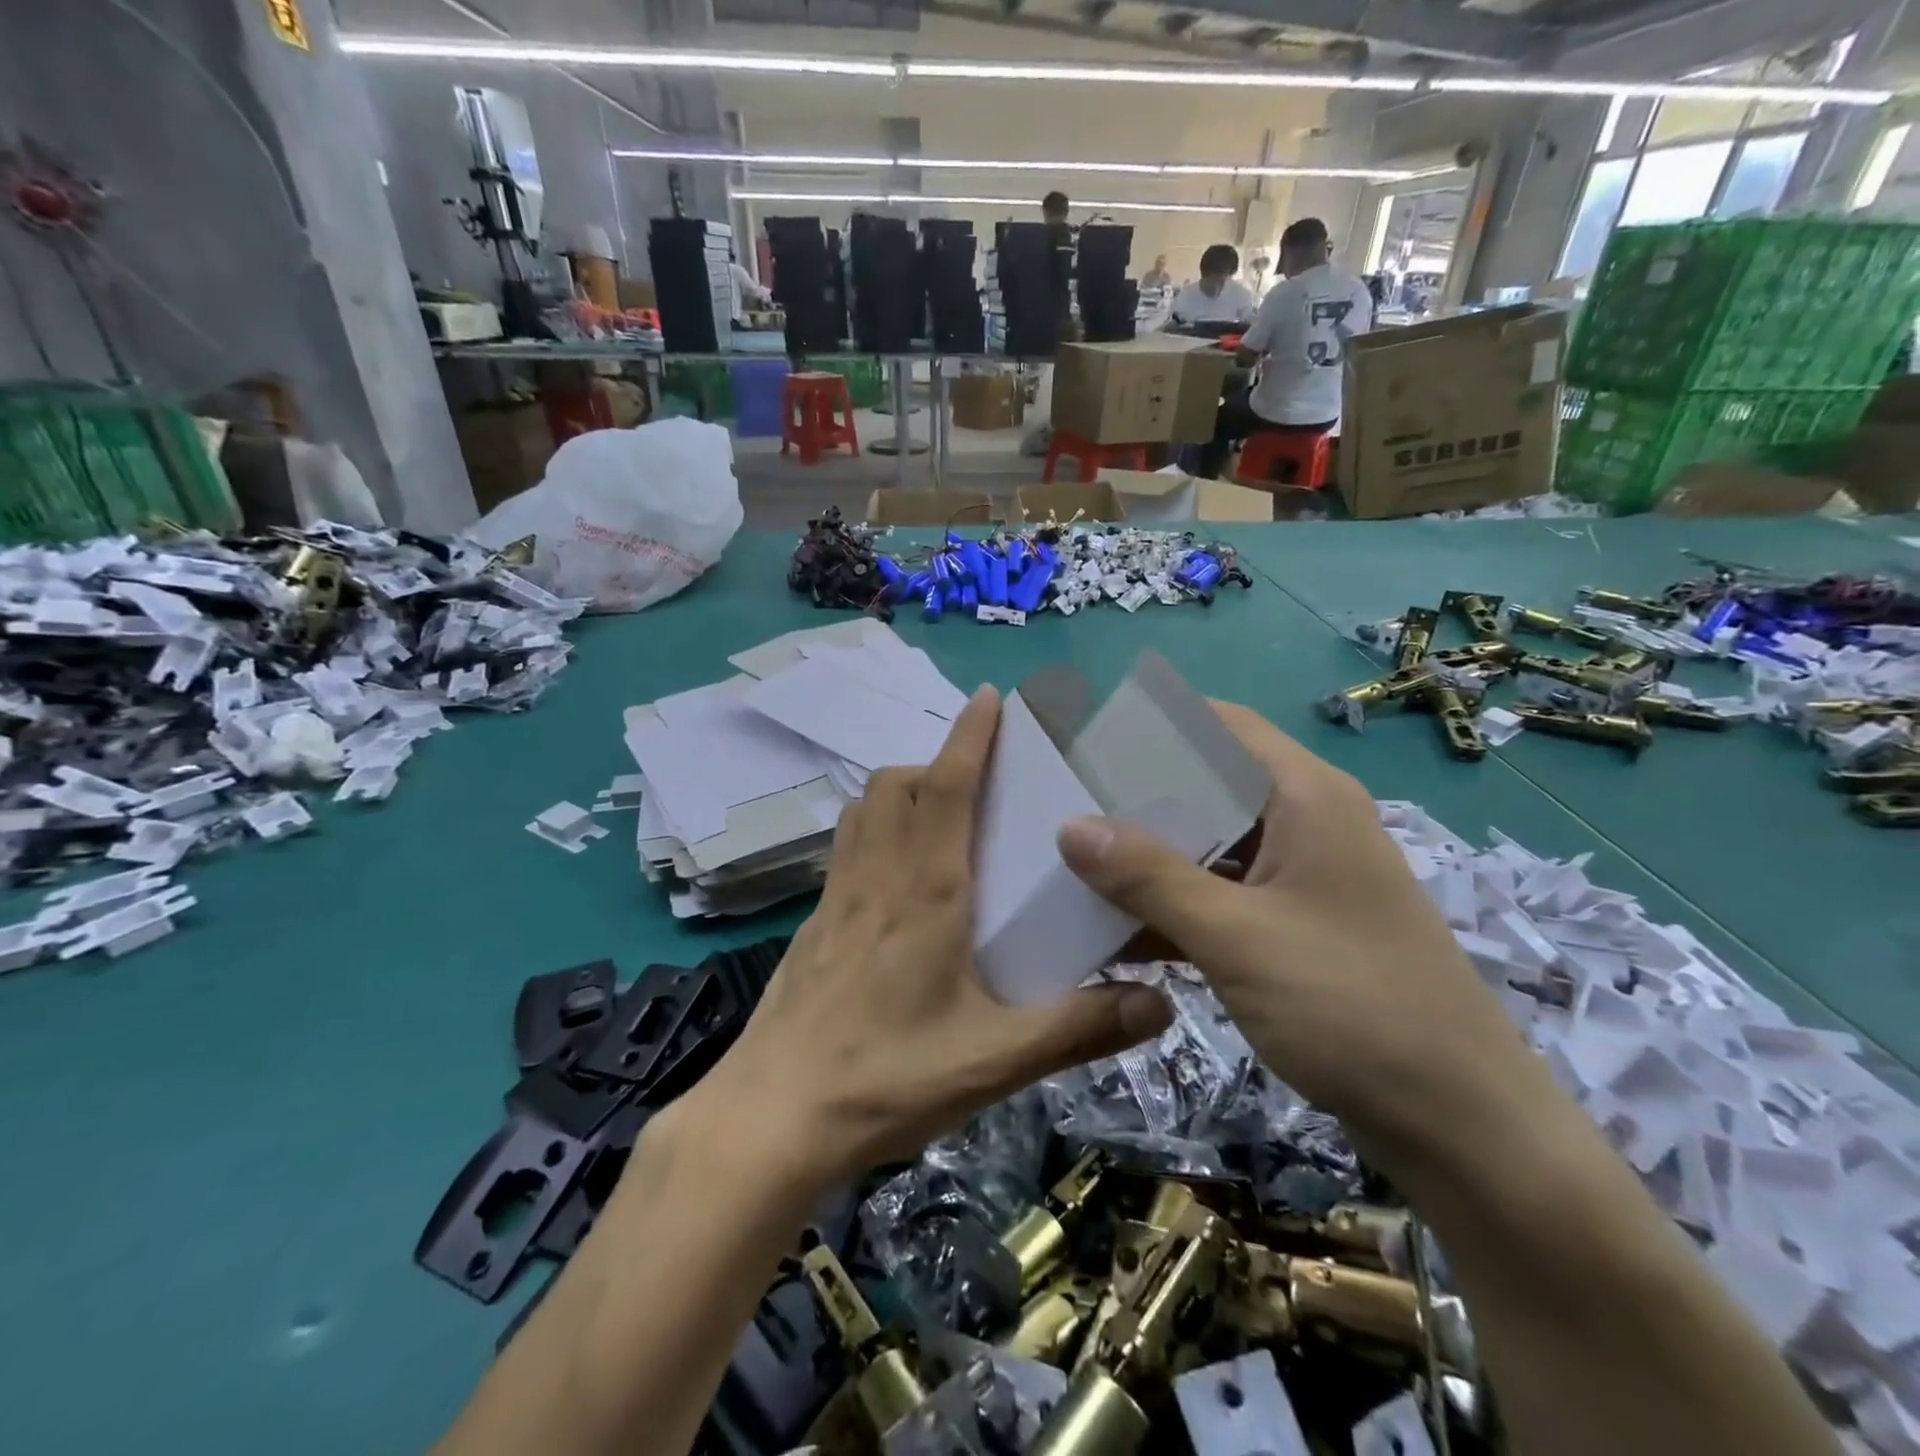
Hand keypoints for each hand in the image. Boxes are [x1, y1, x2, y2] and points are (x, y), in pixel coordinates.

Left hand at [702, 685, 1172, 1188]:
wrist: (772, 1118)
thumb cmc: (886, 1079)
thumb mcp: (994, 1060)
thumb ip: (1077, 1028)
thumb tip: (1160, 1004)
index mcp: (925, 892)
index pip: (944, 787)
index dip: (968, 737)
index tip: (988, 698)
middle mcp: (876, 877)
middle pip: (896, 785)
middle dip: (937, 761)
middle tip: (980, 778)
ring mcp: (836, 898)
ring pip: (864, 810)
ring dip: (900, 790)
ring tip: (940, 814)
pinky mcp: (815, 924)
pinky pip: (846, 847)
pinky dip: (874, 828)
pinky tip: (897, 876)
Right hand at [1056, 701, 1537, 1160]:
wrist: (1461, 1125)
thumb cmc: (1353, 1007)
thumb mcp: (1236, 936)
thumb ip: (1148, 877)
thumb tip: (1069, 825)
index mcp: (1305, 796)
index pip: (1219, 724)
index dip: (1153, 724)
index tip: (1085, 741)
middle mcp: (1306, 821)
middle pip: (1209, 784)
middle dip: (1138, 796)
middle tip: (1066, 805)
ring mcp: (1303, 876)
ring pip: (1211, 844)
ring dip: (1152, 856)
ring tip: (1076, 863)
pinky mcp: (1297, 924)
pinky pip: (1223, 894)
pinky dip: (1175, 903)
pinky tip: (1118, 926)